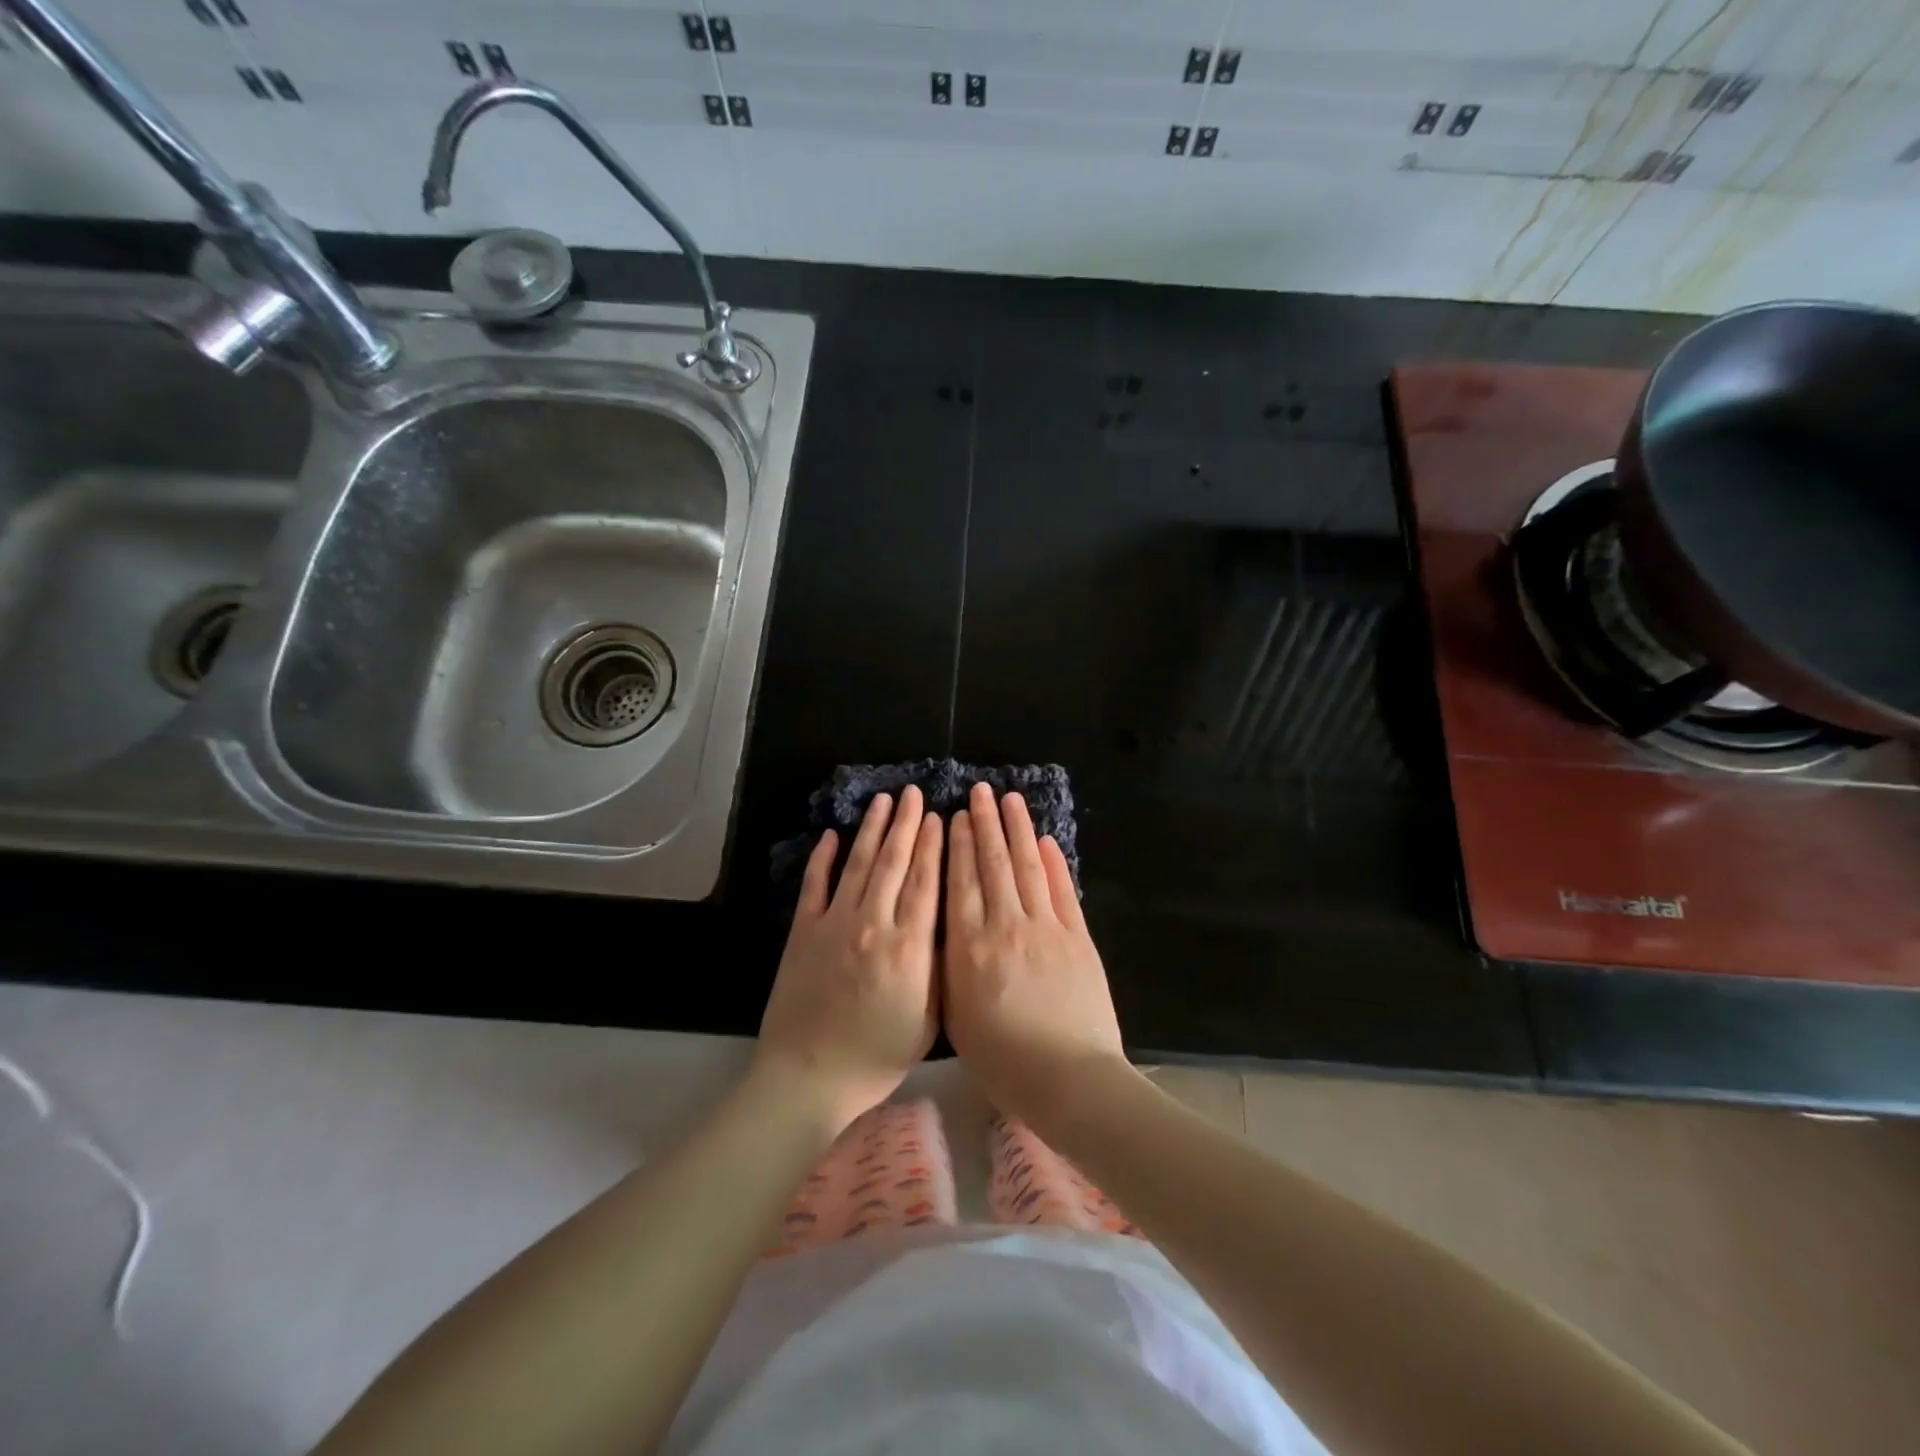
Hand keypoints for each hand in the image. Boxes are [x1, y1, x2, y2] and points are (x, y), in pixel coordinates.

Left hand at [756, 786, 943, 1133]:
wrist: (810, 1075)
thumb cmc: (878, 1054)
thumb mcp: (929, 1017)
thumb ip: (939, 965)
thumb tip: (946, 920)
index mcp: (909, 946)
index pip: (925, 882)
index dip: (933, 845)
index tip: (939, 817)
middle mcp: (873, 924)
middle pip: (894, 862)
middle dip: (906, 824)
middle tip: (913, 794)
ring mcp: (834, 924)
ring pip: (858, 865)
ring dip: (872, 830)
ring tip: (883, 801)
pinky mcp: (803, 931)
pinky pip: (815, 885)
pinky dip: (824, 858)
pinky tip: (833, 835)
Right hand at [945, 782, 1125, 1131]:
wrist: (1069, 1079)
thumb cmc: (1003, 1061)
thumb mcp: (957, 1017)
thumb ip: (950, 966)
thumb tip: (947, 926)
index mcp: (971, 947)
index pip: (961, 882)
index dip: (959, 845)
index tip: (956, 816)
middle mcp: (1006, 926)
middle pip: (993, 864)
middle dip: (986, 824)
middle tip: (979, 791)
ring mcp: (1046, 927)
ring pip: (1027, 866)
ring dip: (1017, 830)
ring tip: (1009, 799)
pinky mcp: (1078, 937)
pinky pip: (1062, 890)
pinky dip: (1053, 862)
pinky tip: (1044, 840)